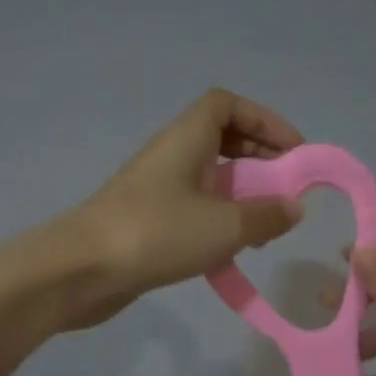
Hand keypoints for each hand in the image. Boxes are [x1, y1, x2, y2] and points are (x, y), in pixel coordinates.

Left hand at [62, 89, 305, 328]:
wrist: (81, 271)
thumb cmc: (157, 233)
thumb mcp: (225, 226)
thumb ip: (267, 215)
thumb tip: (294, 207)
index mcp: (186, 139)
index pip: (226, 105)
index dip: (264, 120)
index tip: (293, 151)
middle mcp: (170, 155)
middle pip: (221, 139)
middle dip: (259, 159)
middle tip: (286, 189)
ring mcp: (156, 189)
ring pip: (209, 177)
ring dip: (242, 194)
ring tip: (266, 226)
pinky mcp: (148, 222)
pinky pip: (194, 208)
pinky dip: (219, 220)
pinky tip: (233, 251)